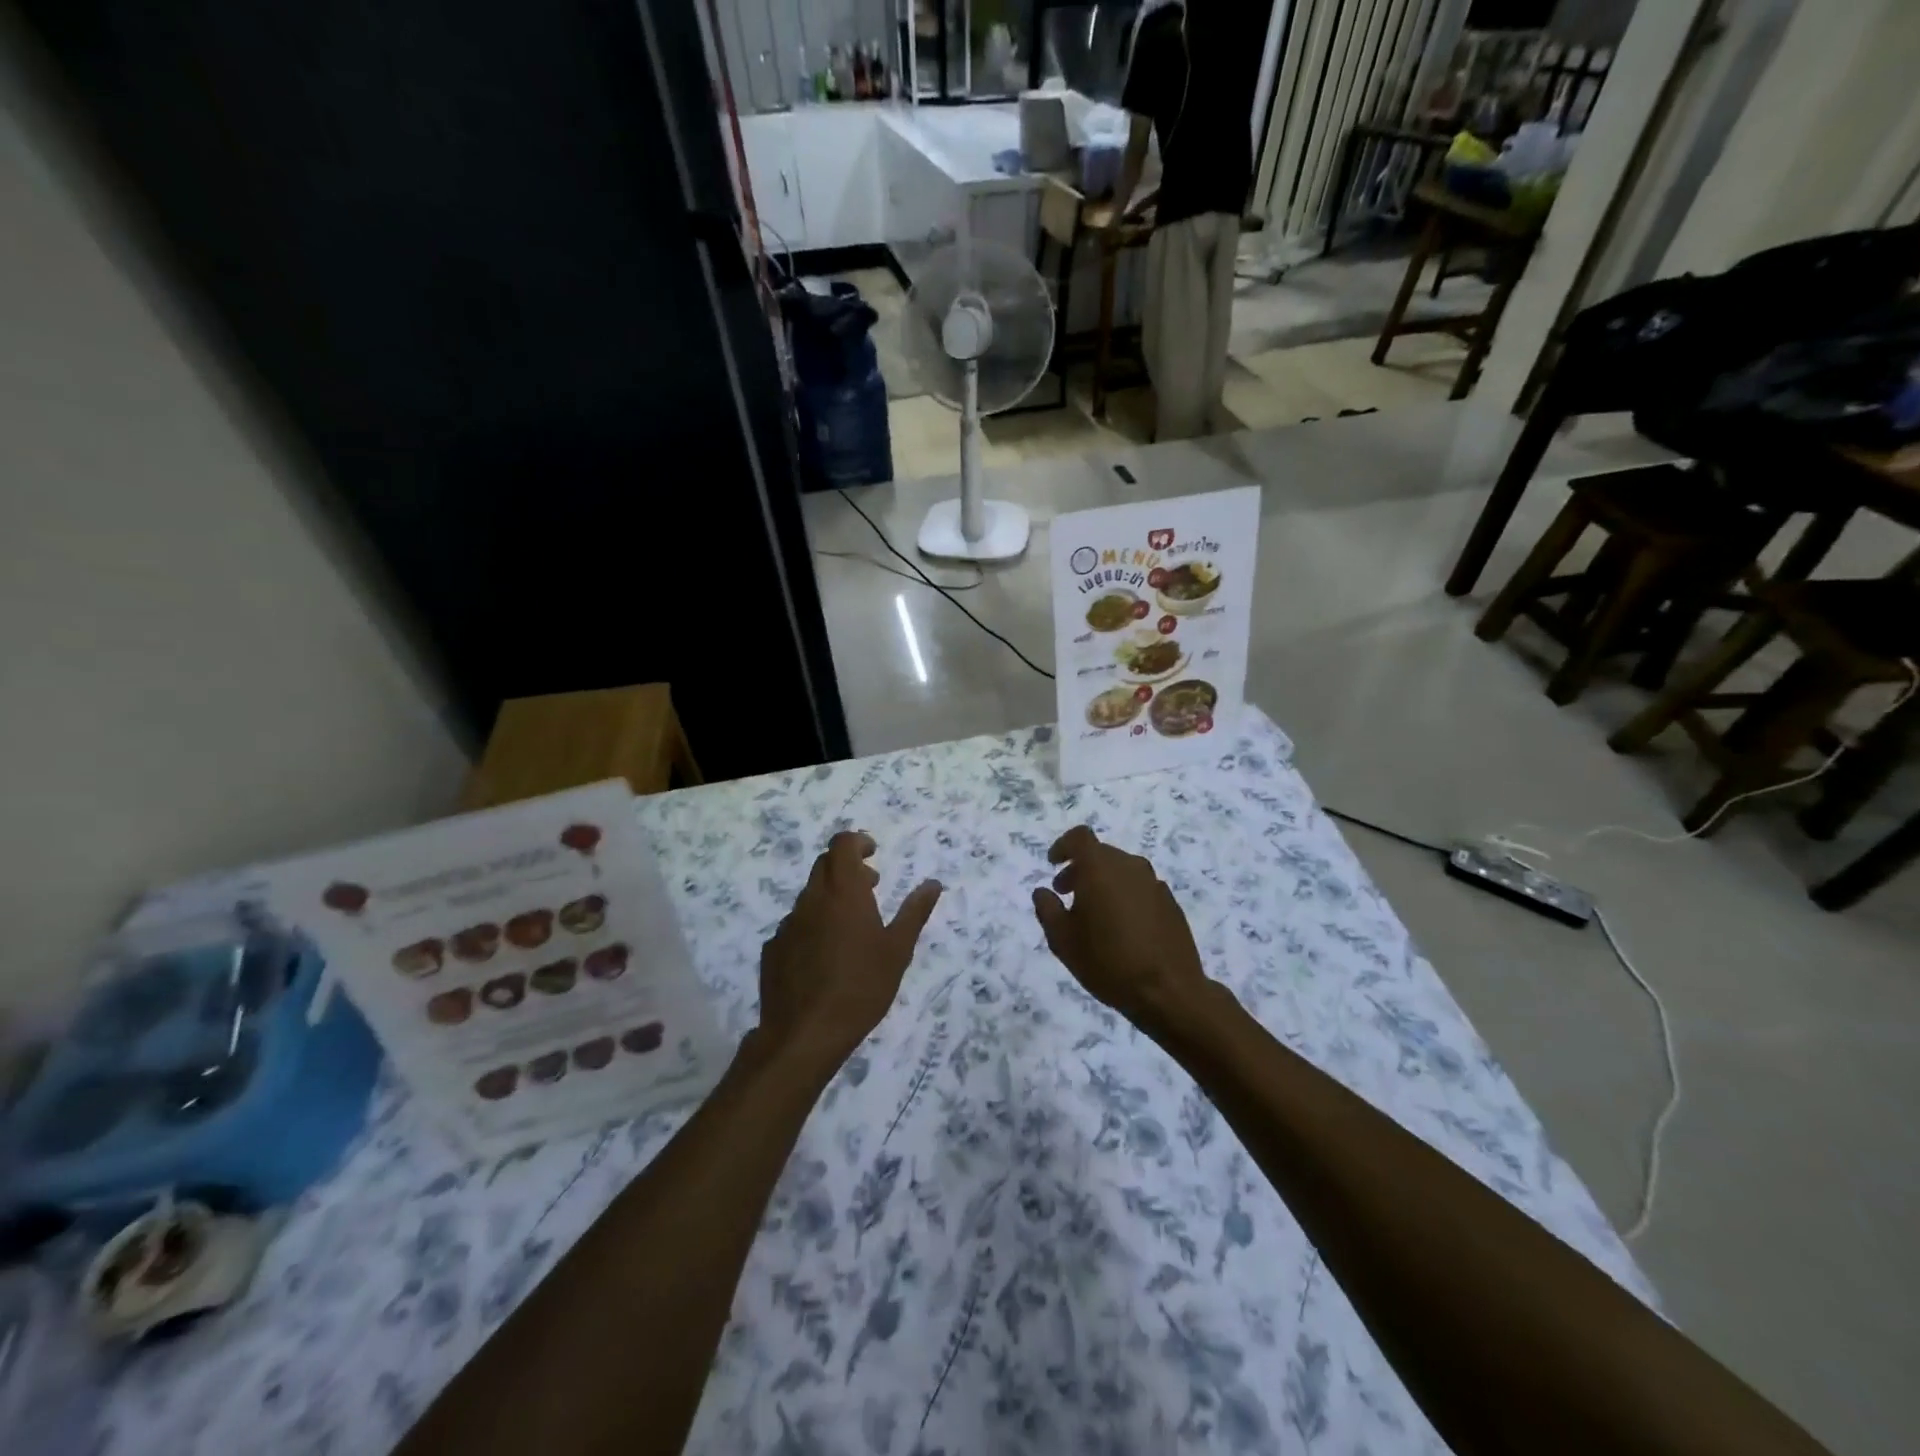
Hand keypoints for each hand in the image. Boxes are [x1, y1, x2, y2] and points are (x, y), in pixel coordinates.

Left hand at [757, 832, 942, 1070]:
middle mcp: (811, 900)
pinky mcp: (773, 949)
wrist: (805, 1034)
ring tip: (851, 927)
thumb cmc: (861, 987)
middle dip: (848, 867)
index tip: (873, 854)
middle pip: (824, 865)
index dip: (857, 842)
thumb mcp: (898, 950)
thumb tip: (933, 884)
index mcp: (843, 892)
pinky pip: (796, 924)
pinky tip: (825, 956)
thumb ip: (914, 912)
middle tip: (871, 887)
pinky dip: (813, 925)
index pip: (842, 844)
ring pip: (810, 896)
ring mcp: (787, 924)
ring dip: (831, 898)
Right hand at [1031, 826, 1208, 1031]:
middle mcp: (1130, 866)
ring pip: (1122, 871)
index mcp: (1100, 868)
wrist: (1168, 991)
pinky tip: (1122, 927)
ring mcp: (1154, 883)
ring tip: (1094, 914)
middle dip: (1080, 869)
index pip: (1080, 837)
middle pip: (1101, 854)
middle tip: (1066, 894)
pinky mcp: (1170, 903)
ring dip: (1104, 882)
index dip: (1063, 846)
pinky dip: (1125, 896)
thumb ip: (1048, 910)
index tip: (1053, 864)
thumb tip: (1043, 892)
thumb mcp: (1063, 940)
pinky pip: (1140, 888)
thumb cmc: (1107, 961)